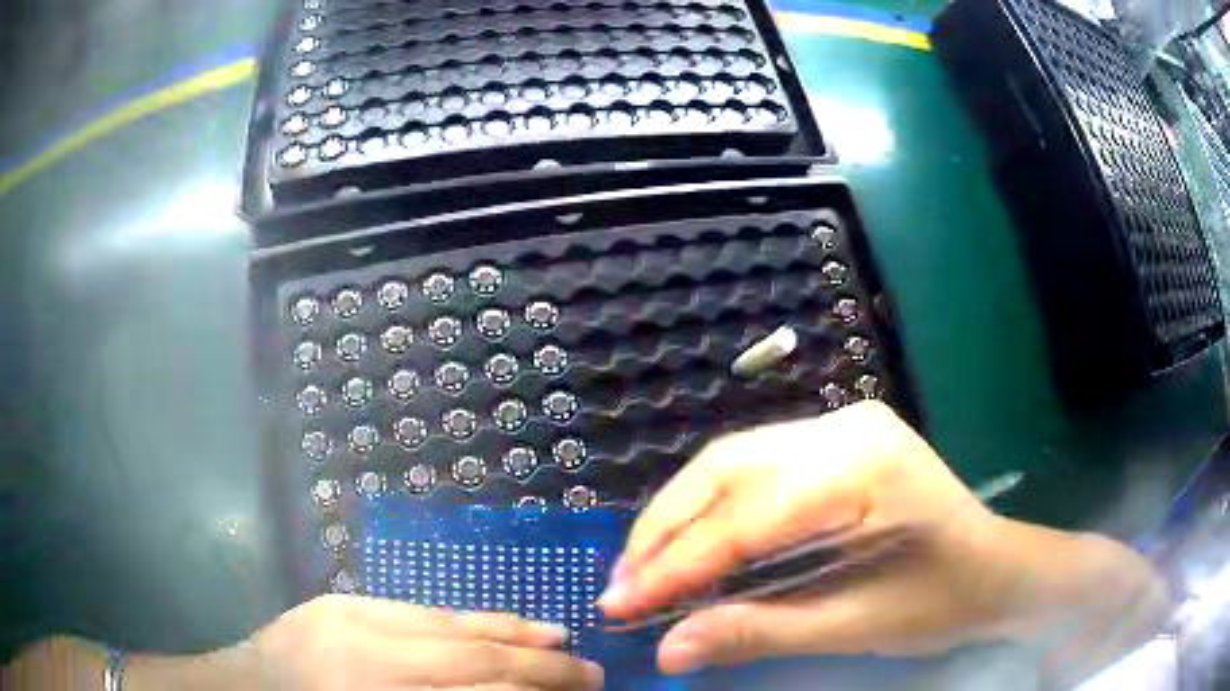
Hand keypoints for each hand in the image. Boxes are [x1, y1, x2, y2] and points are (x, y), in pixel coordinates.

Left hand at [248, 595, 603, 689]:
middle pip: (472, 657)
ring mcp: (351, 619)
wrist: (245, 690)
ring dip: (509, 632)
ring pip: (449, 623)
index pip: (477, 690)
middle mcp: (368, 655)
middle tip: (590, 672)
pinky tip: (494, 622)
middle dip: (539, 666)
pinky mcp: (341, 602)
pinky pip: (417, 609)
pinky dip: (465, 618)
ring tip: (559, 639)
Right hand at [597, 401, 1165, 675]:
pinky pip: (752, 468)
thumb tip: (668, 649)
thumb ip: (758, 632)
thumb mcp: (854, 625)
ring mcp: (840, 425)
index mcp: (864, 466)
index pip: (746, 517)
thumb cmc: (941, 600)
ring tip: (642, 570)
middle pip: (725, 469)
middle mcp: (844, 427)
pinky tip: (689, 545)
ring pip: (730, 462)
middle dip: (662, 532)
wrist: (996, 569)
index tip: (619, 604)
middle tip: (622, 587)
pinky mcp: (834, 440)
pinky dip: (710, 510)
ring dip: (678, 518)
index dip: (675, 566)